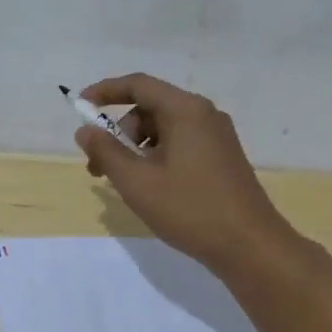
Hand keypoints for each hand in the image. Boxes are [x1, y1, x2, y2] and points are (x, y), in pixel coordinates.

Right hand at [75, 73, 297, 274]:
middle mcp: (204, 114)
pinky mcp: (223, 157)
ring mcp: (217, 136)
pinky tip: (150, 187)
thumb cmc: (190, 209)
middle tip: (98, 166)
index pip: (138, 85)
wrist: (250, 246)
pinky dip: (157, 156)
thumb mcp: (137, 182)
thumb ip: (106, 152)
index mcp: (186, 110)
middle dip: (119, 132)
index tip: (80, 107)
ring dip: (137, 148)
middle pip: (150, 107)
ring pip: (165, 128)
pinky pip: (181, 143)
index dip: (105, 91)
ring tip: (124, 183)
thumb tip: (86, 131)